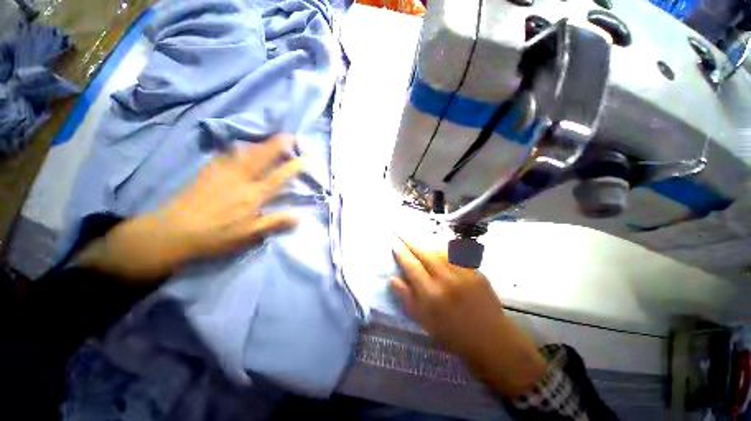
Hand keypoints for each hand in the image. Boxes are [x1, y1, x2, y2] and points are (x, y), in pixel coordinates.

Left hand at [78, 135, 303, 281]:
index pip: (280, 177)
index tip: (308, 158)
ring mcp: (223, 172)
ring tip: (270, 140)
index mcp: (253, 195)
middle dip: (278, 144)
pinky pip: (228, 154)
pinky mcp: (209, 172)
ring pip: (245, 152)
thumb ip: (276, 223)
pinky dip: (240, 149)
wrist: (173, 231)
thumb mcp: (250, 235)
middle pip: (262, 156)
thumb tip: (300, 217)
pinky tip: (241, 149)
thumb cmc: (216, 235)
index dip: (295, 166)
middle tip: (290, 135)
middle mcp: (241, 179)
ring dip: (260, 143)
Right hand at [391, 237, 547, 397]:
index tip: (394, 242)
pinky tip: (439, 249)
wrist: (491, 340)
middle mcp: (446, 280)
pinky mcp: (475, 271)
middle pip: (424, 253)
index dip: (401, 252)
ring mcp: (463, 273)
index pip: (412, 266)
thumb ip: (407, 298)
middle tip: (401, 232)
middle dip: (411, 241)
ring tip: (418, 241)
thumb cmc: (452, 334)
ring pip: (440, 251)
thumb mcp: (424, 321)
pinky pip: (456, 255)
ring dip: (427, 244)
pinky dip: (444, 250)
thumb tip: (392, 278)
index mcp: (431, 294)